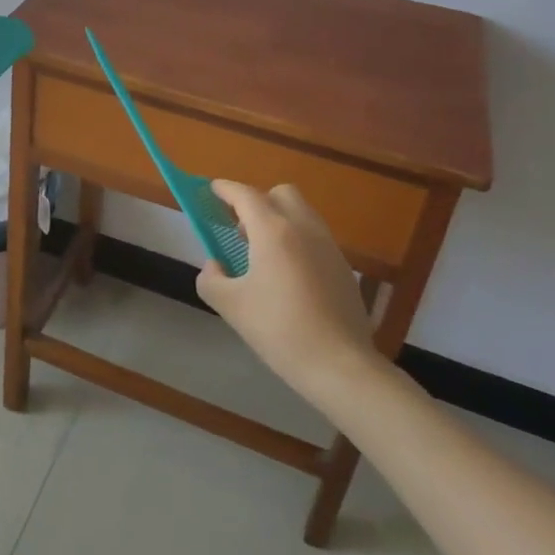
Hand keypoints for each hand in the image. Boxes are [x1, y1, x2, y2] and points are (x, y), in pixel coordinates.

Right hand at [199, 181, 378, 399]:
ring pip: (301, 214)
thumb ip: (212, 279)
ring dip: (279, 220)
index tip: (211, 189)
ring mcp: (328, 246)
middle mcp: (304, 228)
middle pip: (280, 194)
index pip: (245, 195)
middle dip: (258, 201)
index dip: (225, 189)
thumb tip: (214, 266)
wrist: (340, 365)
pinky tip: (288, 276)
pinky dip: (297, 241)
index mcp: (273, 231)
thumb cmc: (280, 330)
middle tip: (240, 229)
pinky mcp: (343, 266)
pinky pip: (315, 237)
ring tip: (263, 255)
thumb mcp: (231, 306)